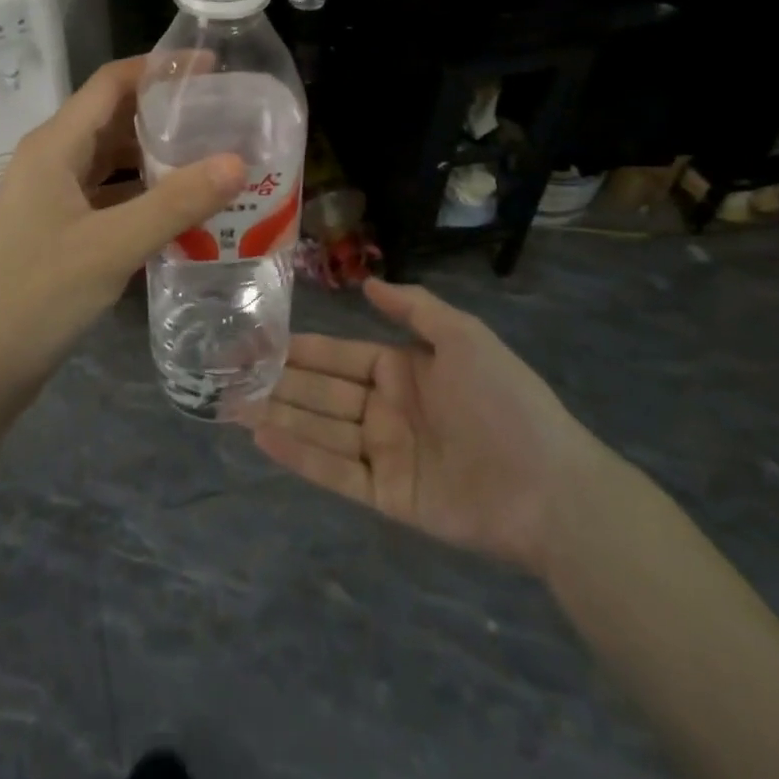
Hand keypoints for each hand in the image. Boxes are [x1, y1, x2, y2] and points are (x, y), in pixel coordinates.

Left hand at [0, 57, 243, 400]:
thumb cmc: (38, 295)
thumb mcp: (112, 246)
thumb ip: (176, 203)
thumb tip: (237, 162)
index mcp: (54, 145)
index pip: (111, 83)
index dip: (159, 68)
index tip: (211, 68)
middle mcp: (50, 159)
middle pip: (113, 117)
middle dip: (164, 111)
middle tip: (222, 115)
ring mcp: (52, 194)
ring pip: (110, 158)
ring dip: (155, 154)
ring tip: (211, 156)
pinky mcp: (58, 226)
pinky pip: (107, 193)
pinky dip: (142, 192)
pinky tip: (181, 207)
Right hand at [242, 279, 604, 574]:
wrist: (551, 486)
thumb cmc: (505, 400)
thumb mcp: (464, 336)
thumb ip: (414, 308)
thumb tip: (367, 281)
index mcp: (402, 371)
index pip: (338, 355)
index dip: (299, 348)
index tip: (257, 340)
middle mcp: (385, 410)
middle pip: (321, 392)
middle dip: (276, 382)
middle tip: (227, 374)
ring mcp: (384, 454)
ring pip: (320, 430)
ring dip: (277, 416)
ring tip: (230, 405)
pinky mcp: (387, 497)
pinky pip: (335, 472)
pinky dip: (299, 455)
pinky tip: (263, 438)